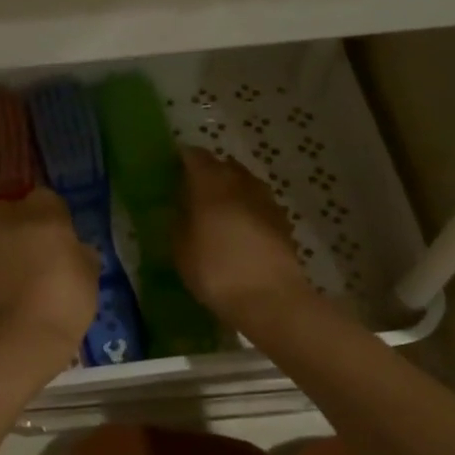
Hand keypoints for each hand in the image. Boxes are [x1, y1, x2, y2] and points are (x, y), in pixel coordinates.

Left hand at [0, 188, 98, 367]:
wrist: (12, 343)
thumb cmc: (62, 304)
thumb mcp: (90, 279)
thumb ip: (82, 255)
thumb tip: (75, 249)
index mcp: (43, 214)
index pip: (48, 198)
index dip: (56, 217)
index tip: (63, 239)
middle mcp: (7, 220)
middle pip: (13, 211)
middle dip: (23, 225)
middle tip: (39, 254)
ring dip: (5, 247)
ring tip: (20, 277)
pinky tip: (3, 294)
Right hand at [176, 148, 316, 328]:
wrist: (270, 298)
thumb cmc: (215, 271)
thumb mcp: (180, 249)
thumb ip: (178, 221)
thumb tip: (181, 207)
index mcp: (211, 183)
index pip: (194, 156)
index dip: (182, 159)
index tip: (171, 170)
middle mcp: (241, 182)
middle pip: (223, 165)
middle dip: (208, 173)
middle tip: (192, 193)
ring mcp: (266, 199)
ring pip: (244, 183)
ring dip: (230, 190)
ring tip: (217, 211)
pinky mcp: (283, 220)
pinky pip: (258, 203)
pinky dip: (247, 209)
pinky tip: (240, 229)